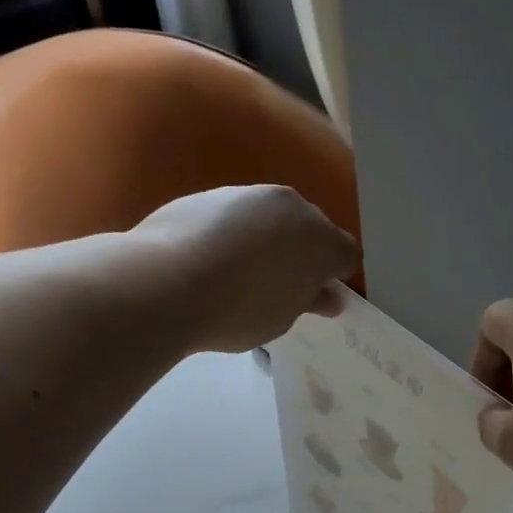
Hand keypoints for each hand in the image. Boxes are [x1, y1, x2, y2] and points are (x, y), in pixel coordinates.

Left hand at [132, 186, 359, 353]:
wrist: (166, 281)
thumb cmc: (238, 311)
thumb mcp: (281, 318)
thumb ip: (308, 301)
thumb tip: (328, 297)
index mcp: (321, 241)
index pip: (346, 255)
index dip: (336, 277)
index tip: (318, 298)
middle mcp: (292, 207)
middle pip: (311, 229)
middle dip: (303, 253)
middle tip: (282, 287)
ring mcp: (249, 194)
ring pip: (272, 218)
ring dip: (268, 240)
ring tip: (241, 275)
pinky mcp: (211, 193)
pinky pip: (236, 216)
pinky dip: (233, 234)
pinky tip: (211, 261)